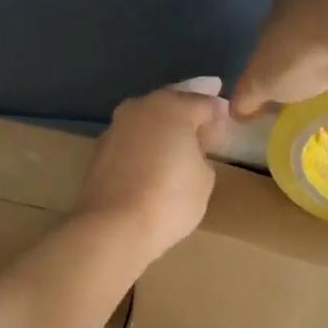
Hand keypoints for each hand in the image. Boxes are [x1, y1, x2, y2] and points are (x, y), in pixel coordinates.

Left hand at [74, 85, 225, 261]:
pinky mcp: (100, 150)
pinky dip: (146, 140)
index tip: (227, 116)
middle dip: (190, 104)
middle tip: (206, 110)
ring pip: (148, 117)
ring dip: (164, 122)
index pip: (204, 102)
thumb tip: (190, 148)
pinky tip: (155, 151)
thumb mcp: (204, 178)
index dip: (219, 111)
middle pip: (172, 100)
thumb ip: (202, 153)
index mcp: (172, 107)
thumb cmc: (169, 199)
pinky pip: (133, 138)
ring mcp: (116, 127)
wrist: (111, 227)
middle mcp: (141, 107)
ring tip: (181, 132)